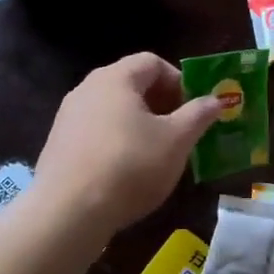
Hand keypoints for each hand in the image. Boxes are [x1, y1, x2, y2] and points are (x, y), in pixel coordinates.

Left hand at [33, 53, 223, 241]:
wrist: (68, 211)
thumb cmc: (130, 165)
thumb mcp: (176, 141)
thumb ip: (198, 115)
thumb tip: (216, 99)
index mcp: (116, 78)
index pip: (152, 62)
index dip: (179, 80)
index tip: (194, 107)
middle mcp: (87, 89)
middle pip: (131, 84)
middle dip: (161, 103)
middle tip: (181, 130)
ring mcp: (67, 117)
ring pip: (113, 110)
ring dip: (139, 124)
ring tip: (157, 153)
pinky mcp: (58, 145)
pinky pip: (96, 132)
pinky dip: (116, 142)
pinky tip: (126, 171)